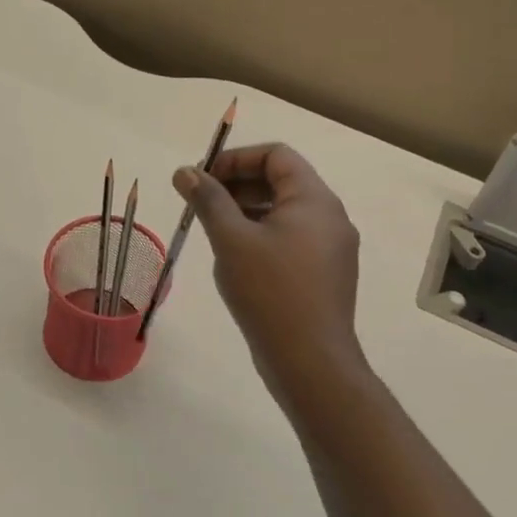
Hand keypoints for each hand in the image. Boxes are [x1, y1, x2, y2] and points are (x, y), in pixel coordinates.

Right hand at [175, 143, 364, 390]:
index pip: (276, 155)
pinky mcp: (326, 274)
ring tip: (213, 229)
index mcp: (314, 199)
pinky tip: (236, 258)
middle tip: (200, 203)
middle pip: (282, 180)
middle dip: (237, 184)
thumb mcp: (231, 240)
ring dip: (247, 210)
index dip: (235, 159)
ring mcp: (332, 248)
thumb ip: (208, 200)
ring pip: (285, 212)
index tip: (202, 178)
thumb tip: (185, 171)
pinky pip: (291, 238)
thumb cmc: (269, 292)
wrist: (310, 362)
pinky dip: (262, 235)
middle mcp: (330, 216)